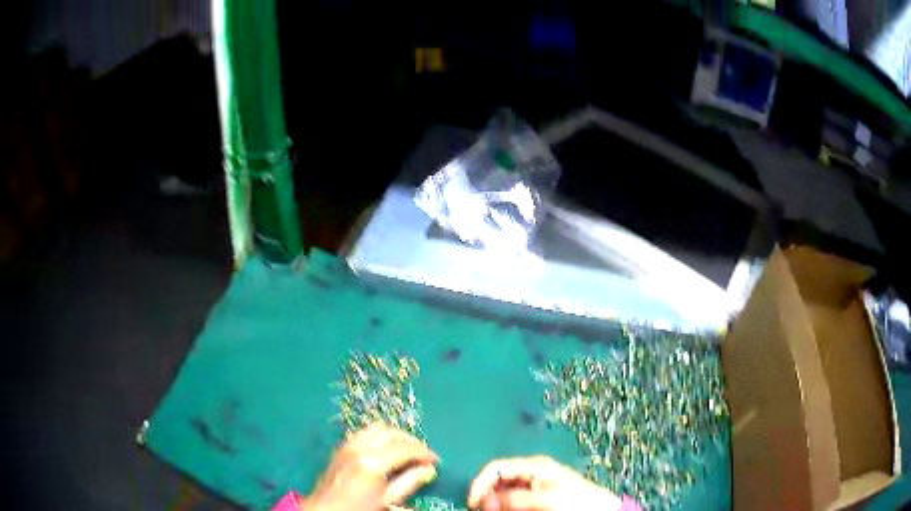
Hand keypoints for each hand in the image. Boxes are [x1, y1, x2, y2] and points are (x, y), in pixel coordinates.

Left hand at [305, 423, 438, 510]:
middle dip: (411, 441)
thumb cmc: (359, 509)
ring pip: (377, 428)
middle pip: (391, 433)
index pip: (405, 449)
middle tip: (423, 454)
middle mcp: (359, 448)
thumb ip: (409, 482)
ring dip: (395, 435)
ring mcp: (348, 445)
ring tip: (406, 450)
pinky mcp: (341, 446)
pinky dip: (380, 436)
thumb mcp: (388, 500)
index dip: (424, 452)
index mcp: (372, 463)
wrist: (326, 509)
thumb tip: (429, 469)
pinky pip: (364, 432)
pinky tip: (386, 449)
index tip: (436, 460)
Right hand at [467, 456, 620, 510]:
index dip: (480, 483)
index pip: (496, 467)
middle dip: (487, 495)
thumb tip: (487, 500)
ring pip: (503, 491)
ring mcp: (534, 484)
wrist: (601, 509)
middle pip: (497, 479)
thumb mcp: (547, 498)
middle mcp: (531, 471)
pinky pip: (513, 499)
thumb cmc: (577, 499)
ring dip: (495, 501)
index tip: (474, 503)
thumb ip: (517, 498)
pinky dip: (505, 505)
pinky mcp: (537, 496)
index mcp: (534, 465)